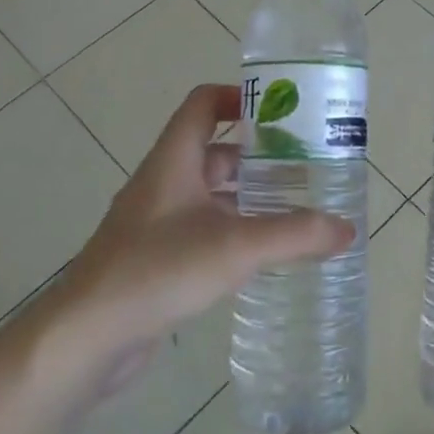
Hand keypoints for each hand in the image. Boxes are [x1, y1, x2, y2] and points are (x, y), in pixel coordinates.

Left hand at [48, 84, 354, 395]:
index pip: (204, 103)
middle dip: (259, 154)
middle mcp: (164, 181)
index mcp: (175, 159)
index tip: (283, 111)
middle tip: (306, 165)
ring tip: (295, 208)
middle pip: (215, 149)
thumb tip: (347, 229)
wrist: (86, 336)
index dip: (240, 96)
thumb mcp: (236, 246)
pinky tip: (261, 253)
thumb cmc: (158, 270)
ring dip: (248, 194)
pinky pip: (202, 228)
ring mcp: (156, 221)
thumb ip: (295, 235)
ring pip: (210, 192)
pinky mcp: (155, 256)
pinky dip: (232, 229)